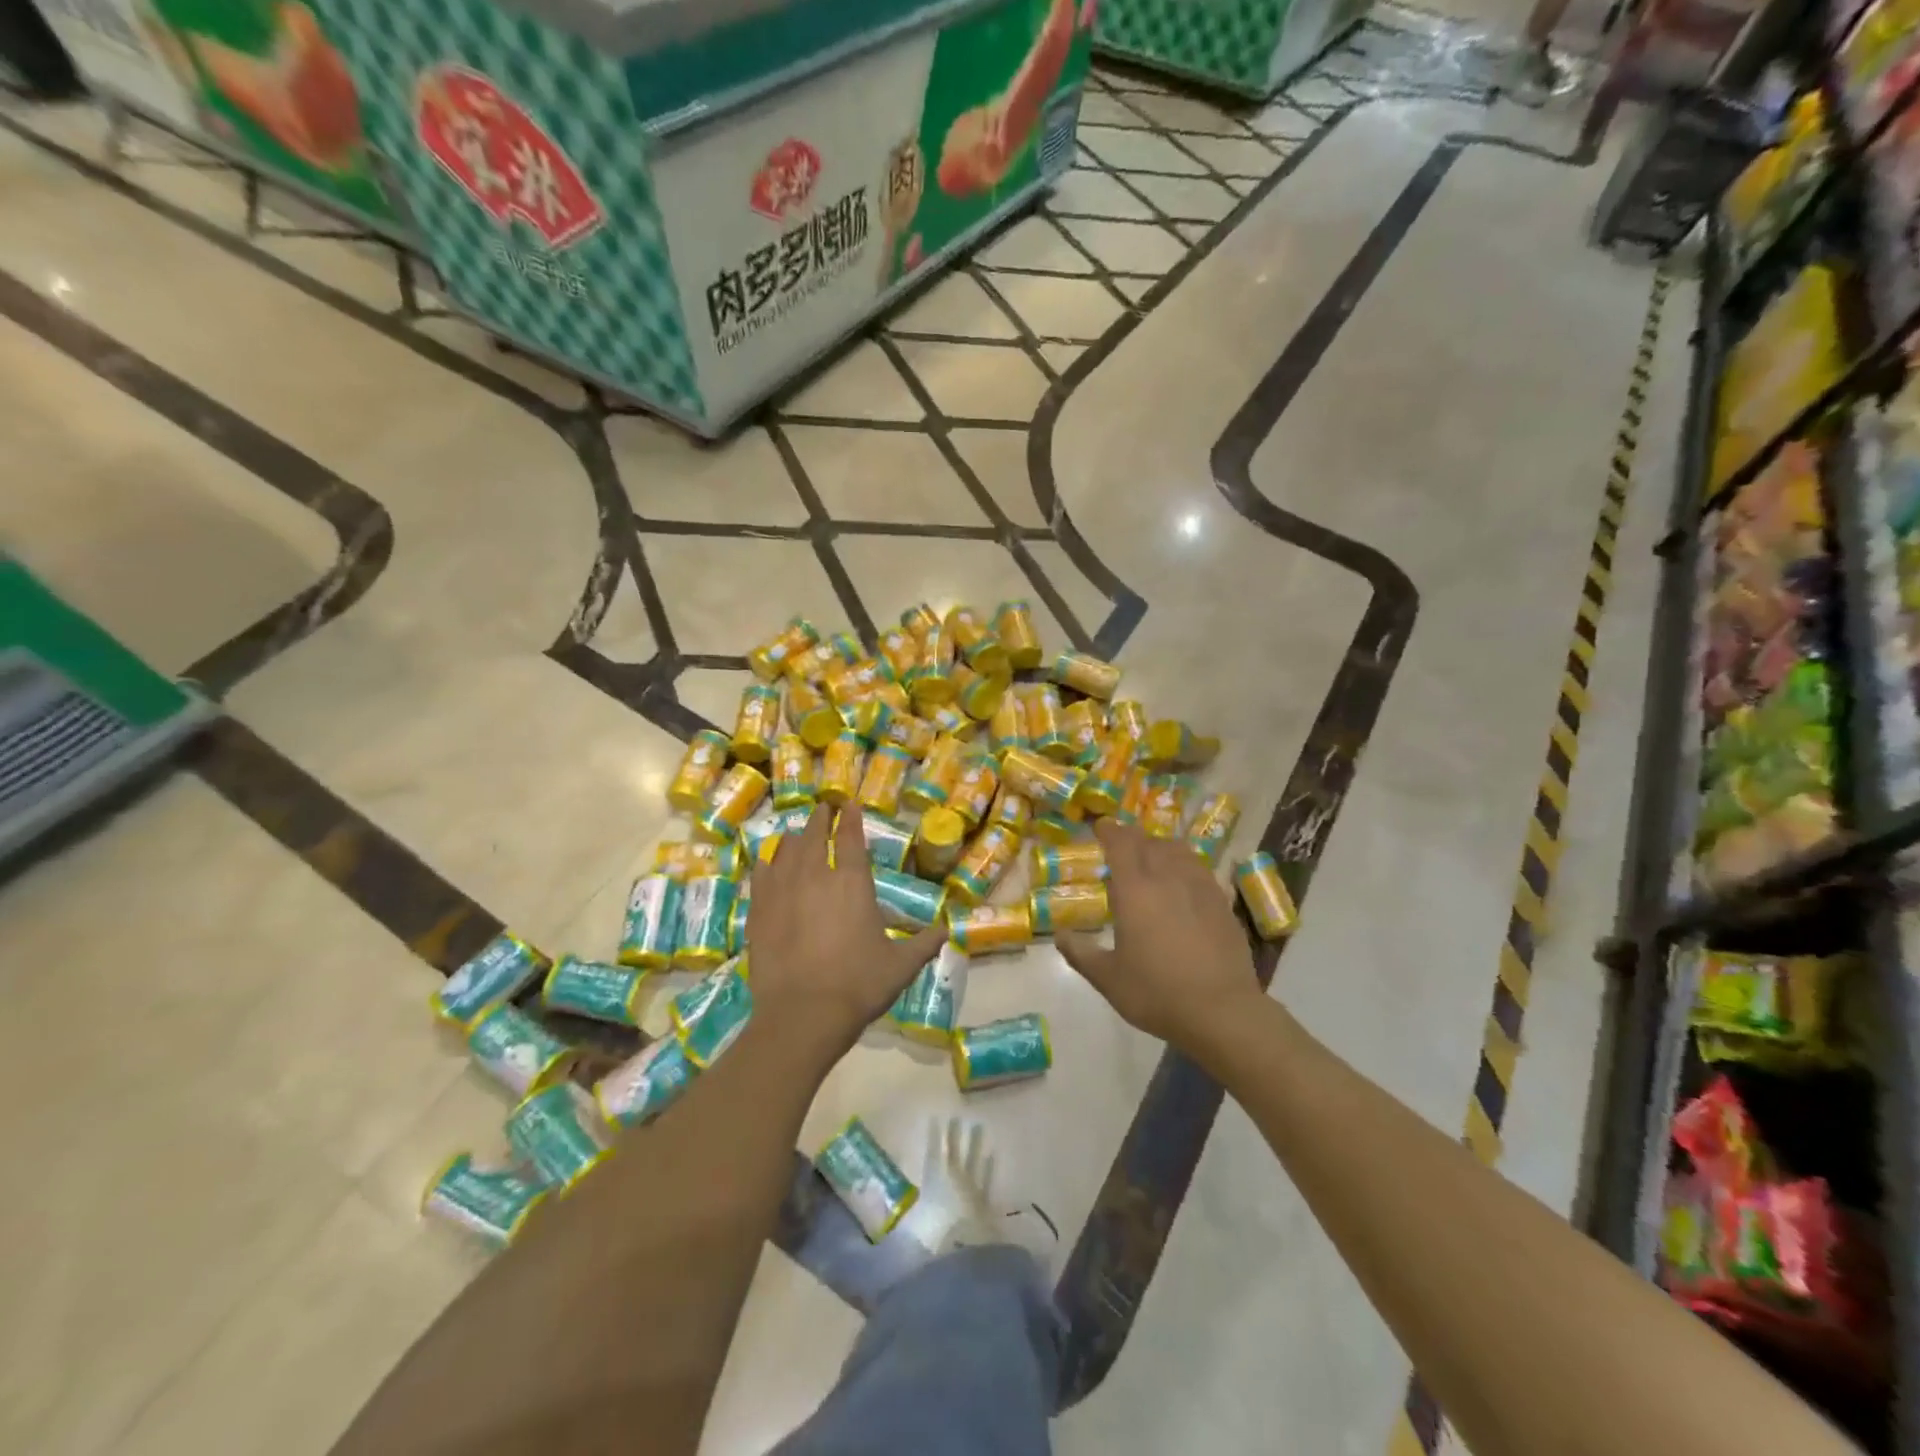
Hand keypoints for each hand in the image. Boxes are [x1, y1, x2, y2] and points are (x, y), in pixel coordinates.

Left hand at [746, 807, 945, 1058]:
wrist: (803, 1014)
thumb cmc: (858, 985)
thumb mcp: (901, 966)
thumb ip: (924, 943)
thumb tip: (946, 930)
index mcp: (852, 882)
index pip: (850, 837)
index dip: (851, 818)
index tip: (849, 804)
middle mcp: (815, 876)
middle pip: (814, 835)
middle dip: (820, 818)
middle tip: (823, 808)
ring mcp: (782, 891)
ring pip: (786, 850)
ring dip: (793, 836)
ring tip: (795, 831)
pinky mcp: (759, 910)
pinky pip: (761, 874)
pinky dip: (766, 862)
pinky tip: (767, 860)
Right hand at [1056, 819, 1262, 1051]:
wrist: (1222, 1011)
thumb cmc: (1157, 993)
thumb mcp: (1109, 979)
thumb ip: (1081, 954)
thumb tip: (1059, 936)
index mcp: (1135, 891)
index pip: (1120, 843)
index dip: (1109, 830)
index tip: (1100, 827)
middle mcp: (1167, 878)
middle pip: (1149, 841)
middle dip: (1132, 837)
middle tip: (1120, 844)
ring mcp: (1199, 887)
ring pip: (1177, 850)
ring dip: (1160, 846)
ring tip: (1151, 857)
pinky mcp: (1221, 902)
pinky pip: (1198, 868)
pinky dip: (1184, 864)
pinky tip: (1181, 882)